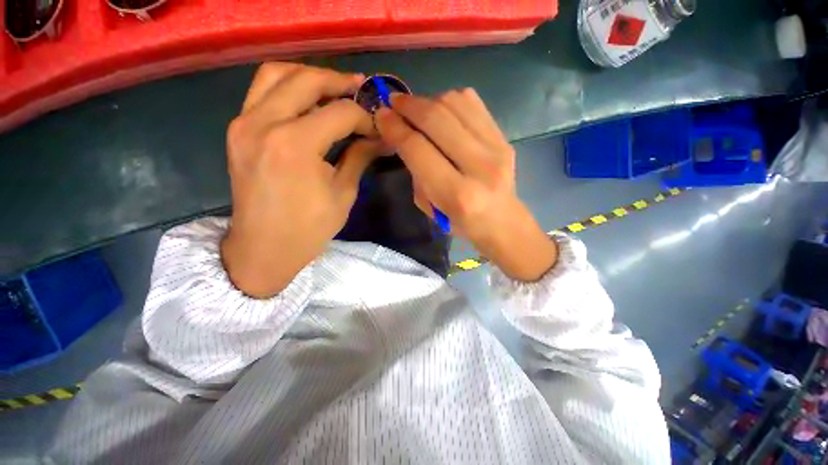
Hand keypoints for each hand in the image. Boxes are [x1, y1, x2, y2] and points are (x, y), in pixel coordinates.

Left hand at [221, 63, 380, 297]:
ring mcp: (244, 123)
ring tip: (333, 88)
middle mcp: (265, 123)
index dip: (364, 117)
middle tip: (361, 90)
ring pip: (277, 74)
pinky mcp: (238, 130)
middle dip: (339, 82)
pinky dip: (287, 86)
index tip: (377, 127)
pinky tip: (307, 101)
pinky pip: (261, 91)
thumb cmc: (309, 229)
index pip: (340, 112)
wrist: (262, 249)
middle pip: (306, 80)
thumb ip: (360, 157)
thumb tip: (381, 138)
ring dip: (309, 76)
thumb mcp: (343, 193)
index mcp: (296, 145)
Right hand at [375, 90, 556, 280]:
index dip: (395, 127)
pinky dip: (450, 100)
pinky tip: (440, 109)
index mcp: (456, 194)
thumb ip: (416, 171)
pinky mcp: (505, 137)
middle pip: (436, 119)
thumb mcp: (429, 206)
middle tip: (394, 102)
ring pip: (455, 104)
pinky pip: (473, 103)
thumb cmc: (460, 222)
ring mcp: (497, 148)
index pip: (418, 148)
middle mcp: (479, 167)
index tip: (381, 115)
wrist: (501, 221)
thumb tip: (403, 133)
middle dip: (409, 106)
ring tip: (416, 106)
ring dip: (428, 99)